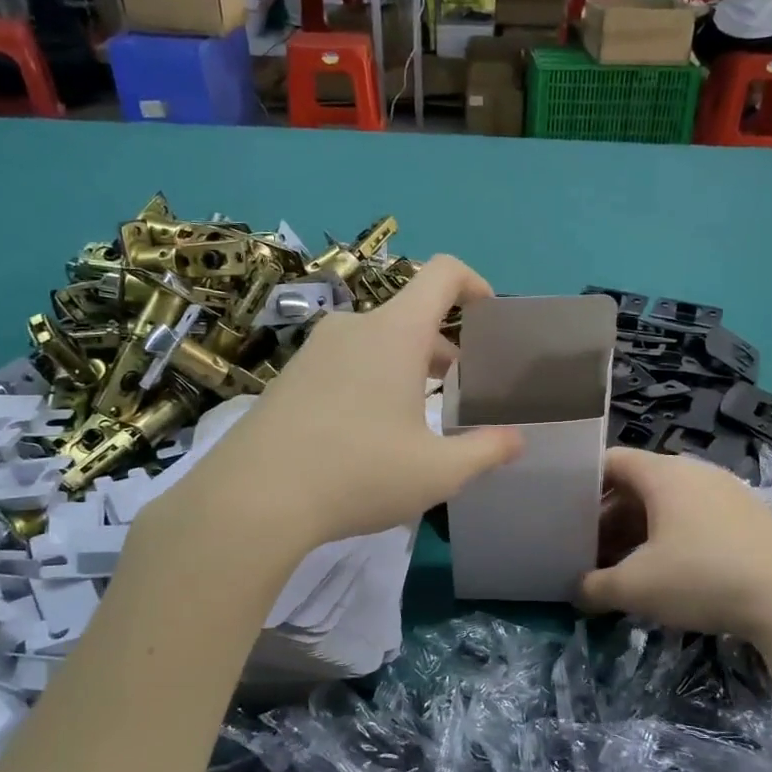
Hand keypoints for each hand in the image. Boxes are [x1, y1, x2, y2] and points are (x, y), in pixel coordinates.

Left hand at [152, 256, 521, 554]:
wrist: (253, 498)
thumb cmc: (359, 474)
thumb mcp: (438, 472)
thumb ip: (487, 451)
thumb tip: (517, 440)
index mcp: (395, 332)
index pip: (442, 273)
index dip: (474, 284)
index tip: (489, 318)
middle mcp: (354, 326)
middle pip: (411, 313)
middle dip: (444, 344)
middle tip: (460, 389)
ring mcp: (315, 349)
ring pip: (377, 340)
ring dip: (407, 365)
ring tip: (418, 416)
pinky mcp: (289, 375)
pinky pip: (345, 361)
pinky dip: (371, 378)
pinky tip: (367, 433)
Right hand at [582, 448, 771, 647]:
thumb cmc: (703, 575)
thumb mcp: (637, 587)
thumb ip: (596, 587)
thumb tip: (576, 592)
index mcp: (663, 474)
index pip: (611, 461)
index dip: (582, 483)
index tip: (562, 512)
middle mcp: (695, 472)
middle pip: (638, 485)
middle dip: (609, 517)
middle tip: (588, 551)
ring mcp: (727, 493)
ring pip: (668, 505)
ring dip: (640, 532)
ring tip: (624, 567)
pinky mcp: (750, 519)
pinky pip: (696, 519)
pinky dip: (672, 539)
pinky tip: (669, 575)